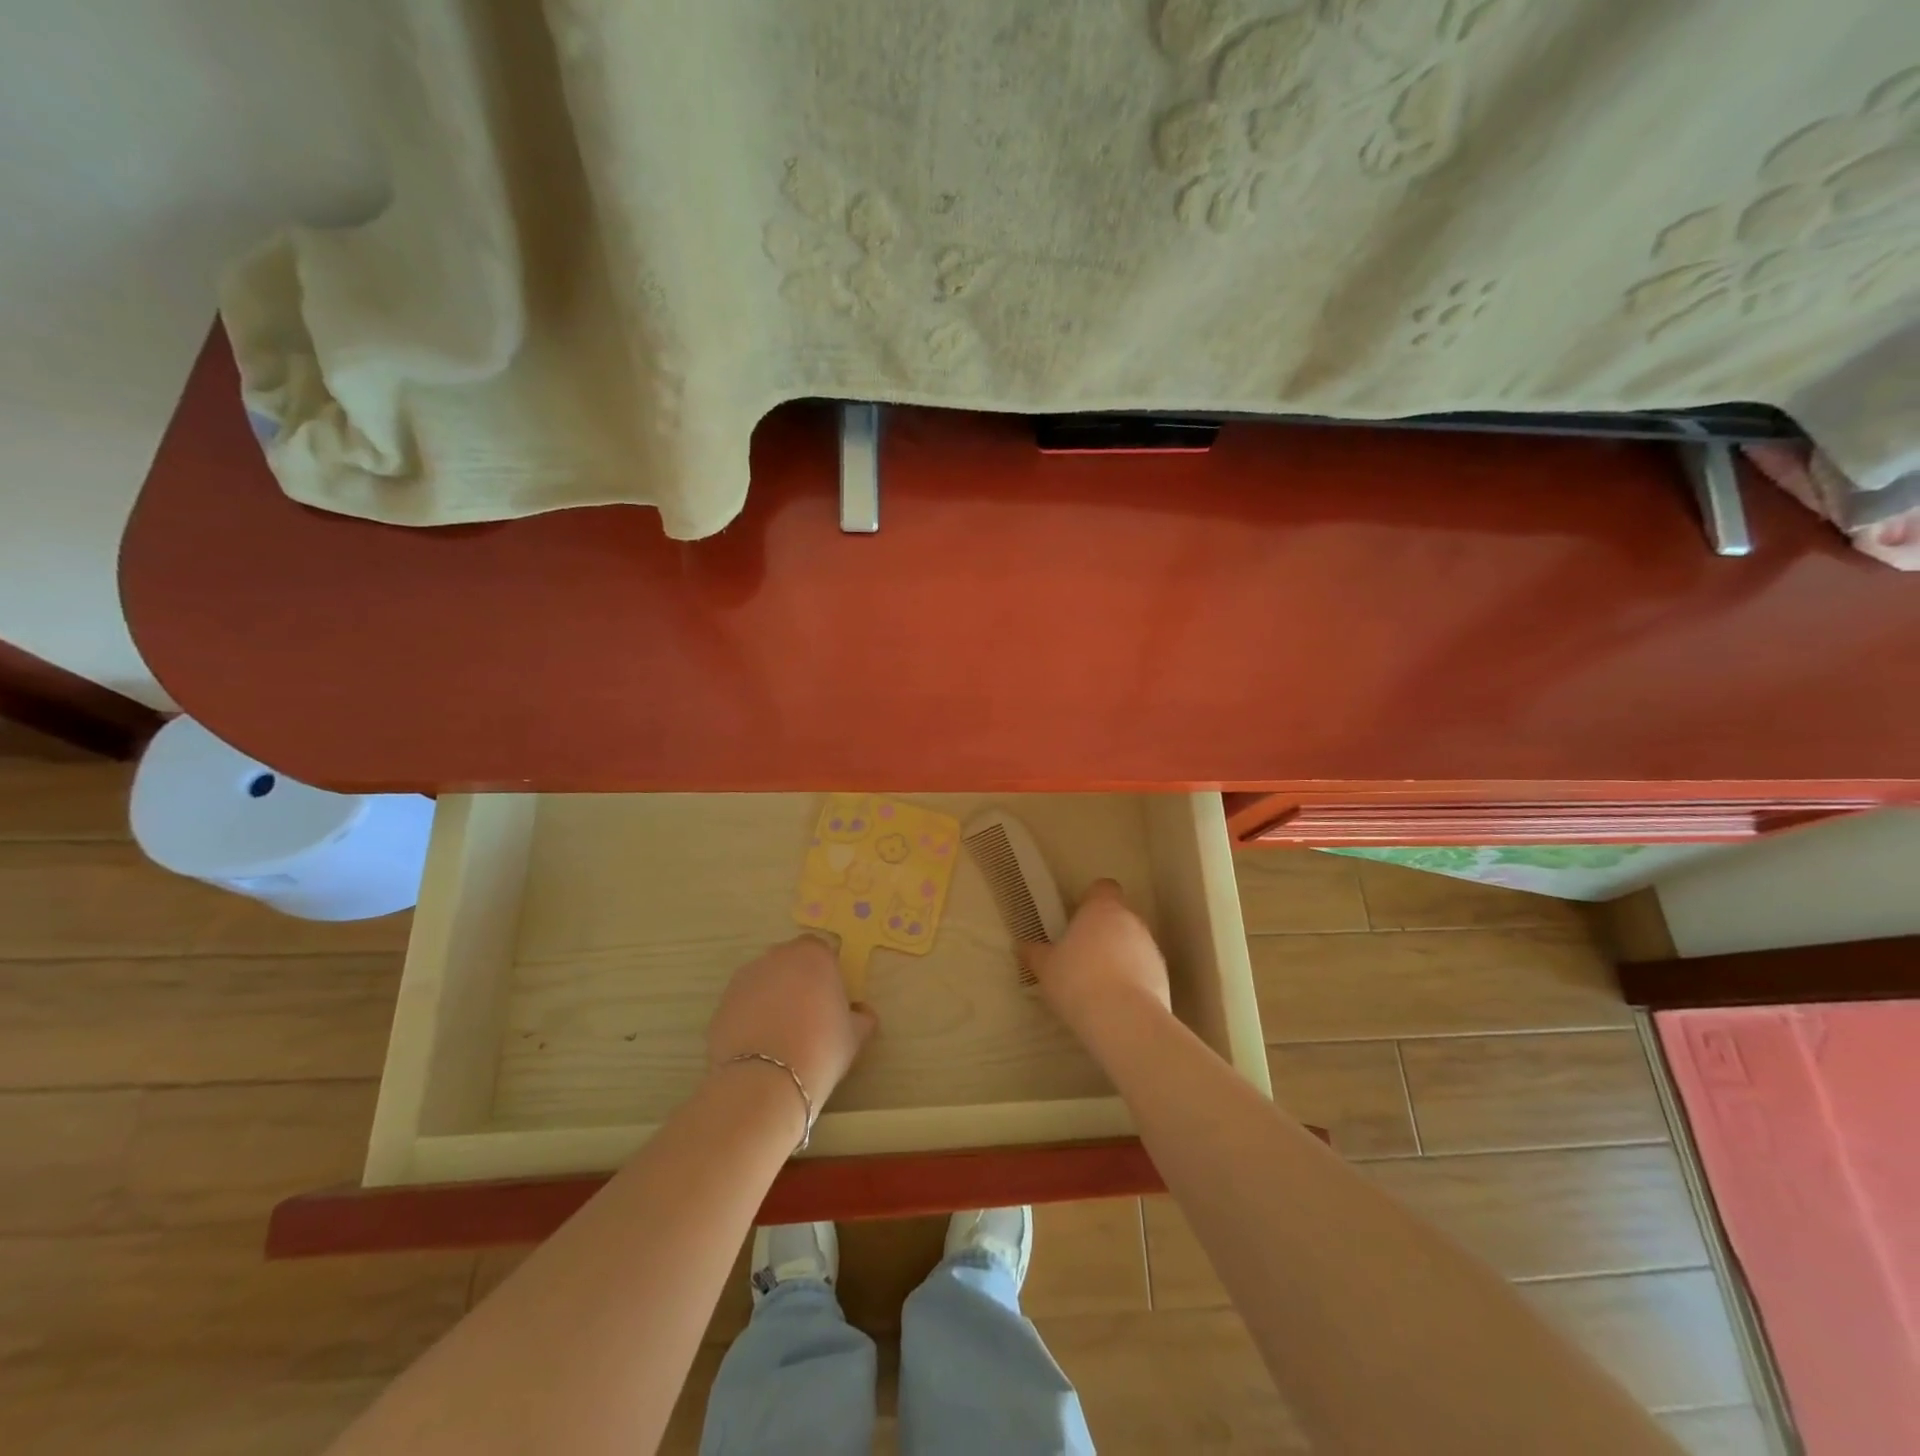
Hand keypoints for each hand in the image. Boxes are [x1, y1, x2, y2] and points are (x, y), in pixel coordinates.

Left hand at [706, 936, 877, 1114]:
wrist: (765, 1081)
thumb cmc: (821, 1047)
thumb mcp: (855, 1035)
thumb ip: (861, 1016)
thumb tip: (861, 1012)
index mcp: (813, 955)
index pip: (821, 950)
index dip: (826, 972)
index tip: (830, 998)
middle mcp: (777, 957)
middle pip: (790, 961)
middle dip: (797, 980)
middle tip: (807, 1015)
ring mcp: (745, 978)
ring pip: (764, 981)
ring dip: (772, 997)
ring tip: (780, 1034)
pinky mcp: (722, 1003)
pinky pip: (743, 1004)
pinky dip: (750, 1017)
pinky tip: (760, 1047)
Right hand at [1021, 880, 1170, 1034]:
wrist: (1123, 1019)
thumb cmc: (1077, 980)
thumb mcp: (1046, 968)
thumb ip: (1034, 954)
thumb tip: (1020, 945)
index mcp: (1102, 909)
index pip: (1103, 888)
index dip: (1092, 900)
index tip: (1079, 918)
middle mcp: (1131, 921)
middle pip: (1119, 917)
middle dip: (1104, 932)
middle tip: (1082, 955)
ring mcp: (1151, 949)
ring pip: (1134, 944)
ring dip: (1120, 957)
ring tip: (1099, 985)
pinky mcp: (1164, 977)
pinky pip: (1145, 971)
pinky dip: (1134, 981)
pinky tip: (1116, 1003)